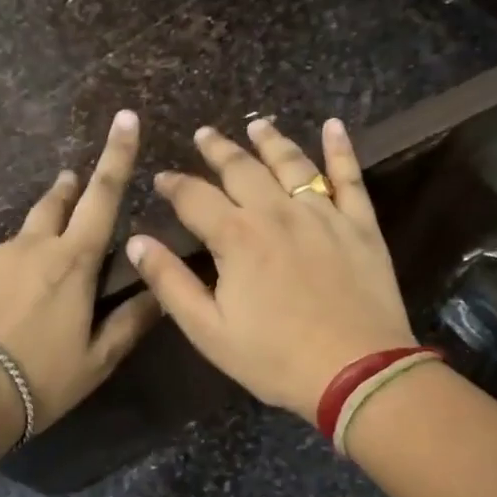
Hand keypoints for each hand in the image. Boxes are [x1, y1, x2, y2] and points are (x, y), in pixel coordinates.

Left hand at [0, 110, 160, 439]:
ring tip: (30, 289)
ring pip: (19, 242)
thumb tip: (161, 294)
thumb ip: (130, 323)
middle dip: (68, 189)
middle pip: (54, 205)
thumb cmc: (37, 379)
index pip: (103, 198)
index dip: (117, 156)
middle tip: (71, 182)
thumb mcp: (96, 361)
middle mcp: (31, 247)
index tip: (124, 118)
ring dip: (32, 249)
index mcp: (72, 263)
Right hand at [125, 118, 417, 424]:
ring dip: (270, 141)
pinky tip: (334, 126)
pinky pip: (349, 177)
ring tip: (257, 125)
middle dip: (218, 149)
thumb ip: (170, 283)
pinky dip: (341, 149)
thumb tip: (137, 242)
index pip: (195, 197)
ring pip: (292, 163)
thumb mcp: (209, 331)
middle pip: (242, 168)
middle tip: (204, 134)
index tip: (162, 178)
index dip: (174, 184)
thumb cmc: (276, 358)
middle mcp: (277, 212)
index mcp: (237, 237)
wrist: (357, 372)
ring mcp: (323, 214)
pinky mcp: (360, 224)